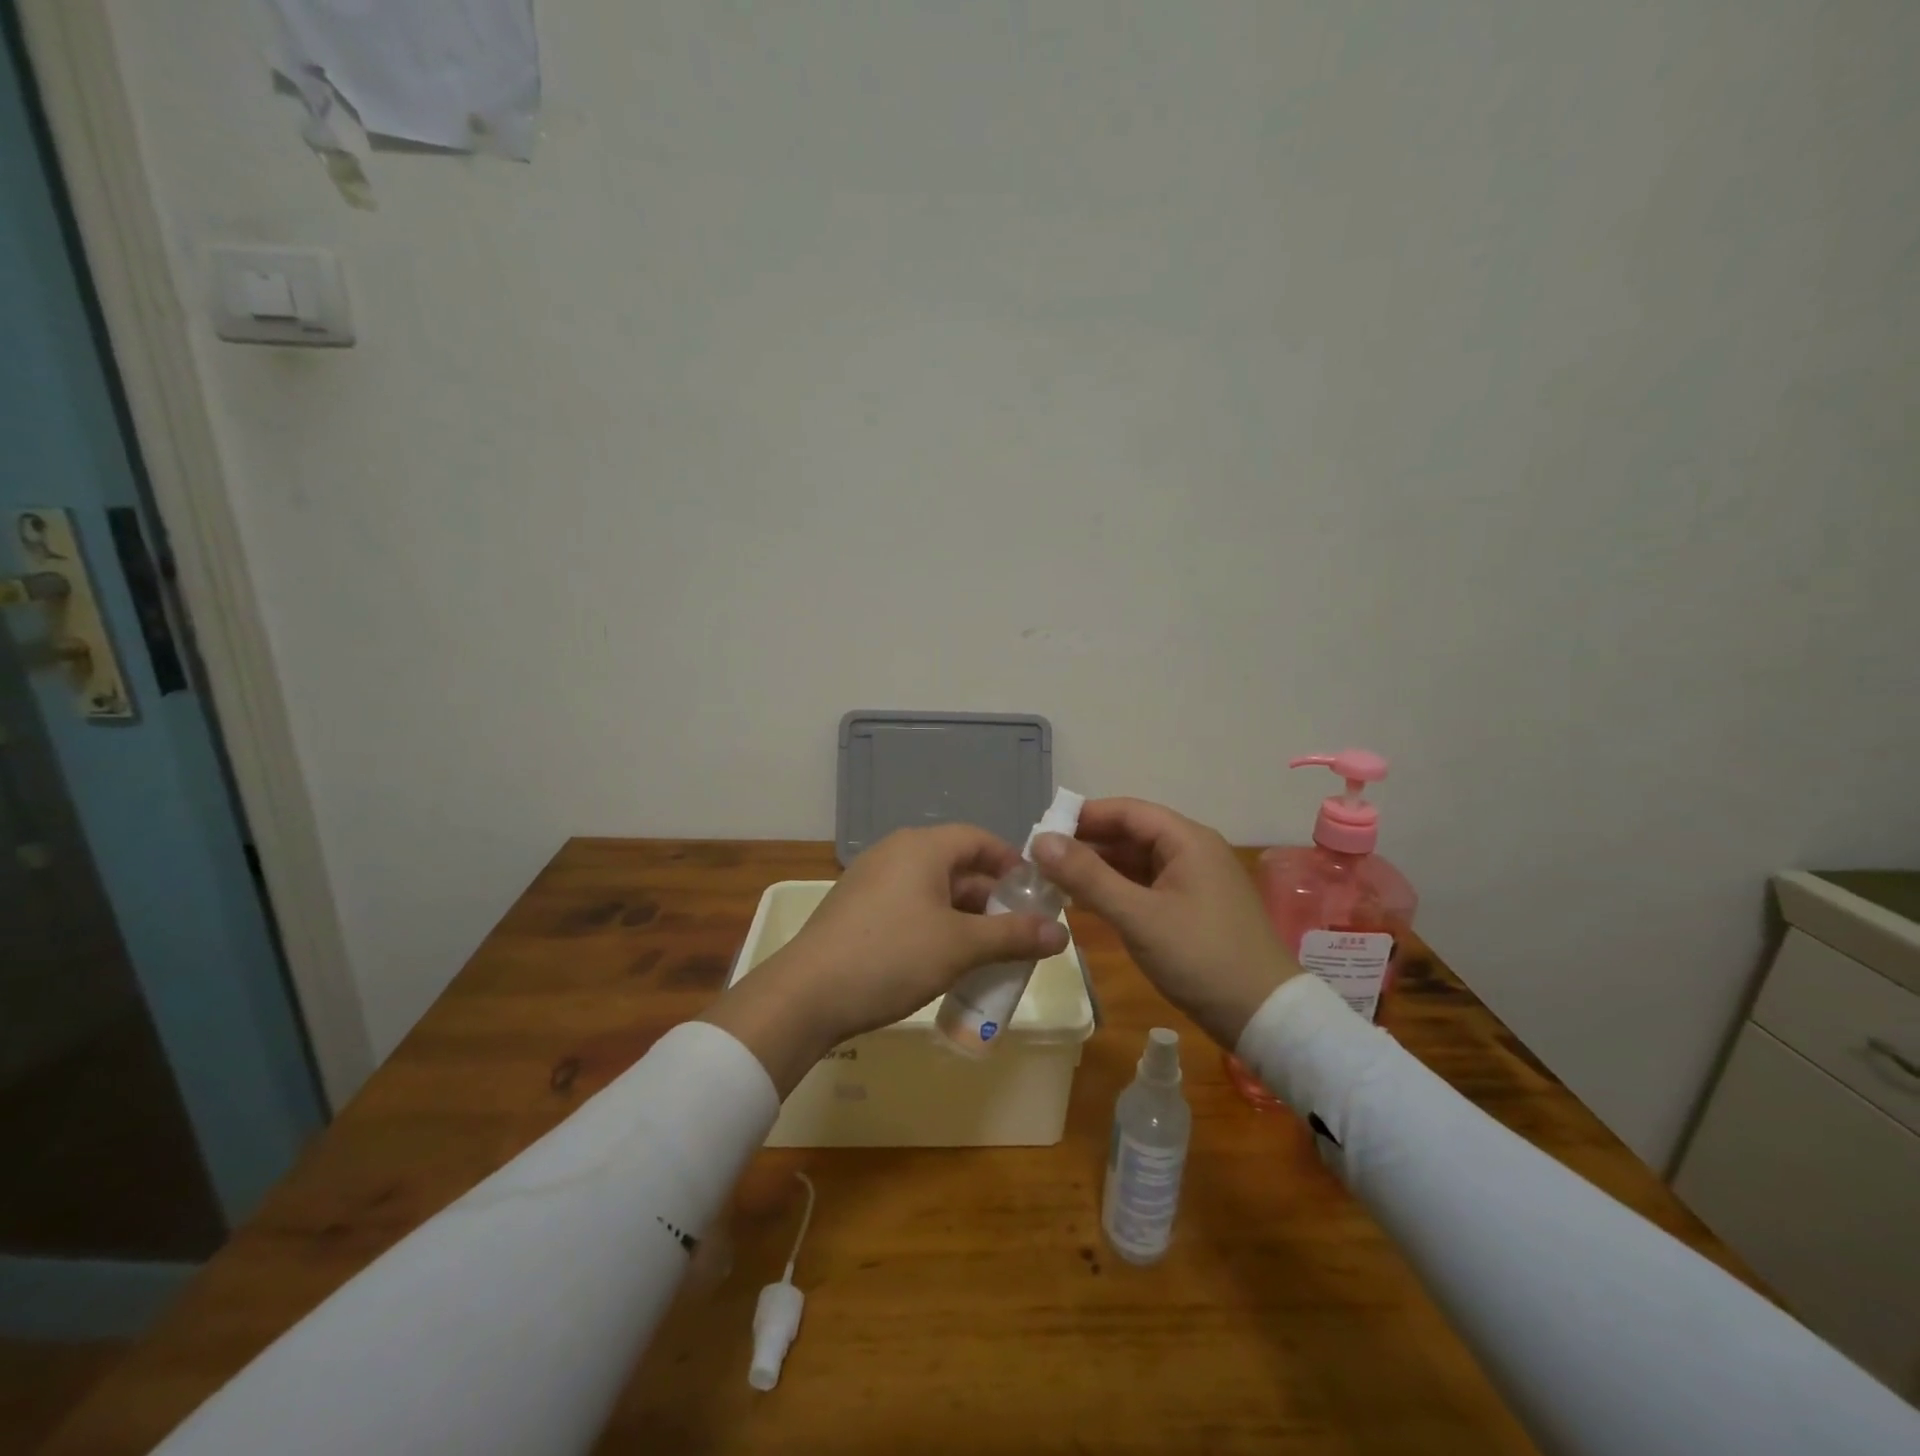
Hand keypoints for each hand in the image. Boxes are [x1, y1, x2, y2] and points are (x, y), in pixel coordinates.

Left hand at [702, 825, 1068, 1094]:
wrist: (806, 994)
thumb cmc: (892, 956)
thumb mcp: (961, 946)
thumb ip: (1013, 936)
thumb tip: (1062, 934)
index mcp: (922, 847)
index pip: (979, 839)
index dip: (1012, 863)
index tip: (1036, 895)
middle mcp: (896, 852)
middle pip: (957, 865)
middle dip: (992, 898)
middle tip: (1018, 932)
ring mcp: (872, 880)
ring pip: (933, 889)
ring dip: (965, 917)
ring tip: (988, 952)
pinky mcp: (856, 908)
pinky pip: (909, 906)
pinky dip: (936, 926)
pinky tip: (945, 961)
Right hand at [1031, 798, 1296, 1047]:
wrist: (1265, 1016)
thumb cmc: (1201, 957)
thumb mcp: (1138, 916)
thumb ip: (1087, 877)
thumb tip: (1040, 840)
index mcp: (1187, 840)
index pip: (1126, 811)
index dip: (1083, 816)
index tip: (1041, 830)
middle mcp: (1192, 851)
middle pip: (1131, 834)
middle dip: (1086, 843)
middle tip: (1040, 859)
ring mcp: (1194, 881)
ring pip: (1137, 862)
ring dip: (1098, 868)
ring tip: (1054, 880)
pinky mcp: (1192, 909)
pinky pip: (1146, 886)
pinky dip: (1116, 890)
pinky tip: (1087, 903)